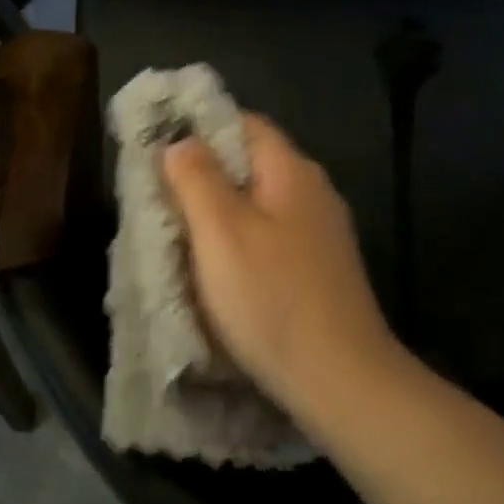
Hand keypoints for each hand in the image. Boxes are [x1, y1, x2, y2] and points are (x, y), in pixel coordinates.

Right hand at [162, 114, 402, 422]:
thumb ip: (196, 177)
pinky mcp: (322, 267)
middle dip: (206, 172)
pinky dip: (243, 239)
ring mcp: (322, 231)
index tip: (161, 146)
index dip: (201, 126)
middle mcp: (313, 190)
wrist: (342, 380)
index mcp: (291, 170)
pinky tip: (222, 267)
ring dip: (222, 210)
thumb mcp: (220, 232)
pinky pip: (273, 235)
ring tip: (182, 230)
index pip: (244, 122)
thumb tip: (181, 141)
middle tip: (162, 193)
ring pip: (261, 202)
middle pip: (252, 162)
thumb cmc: (272, 298)